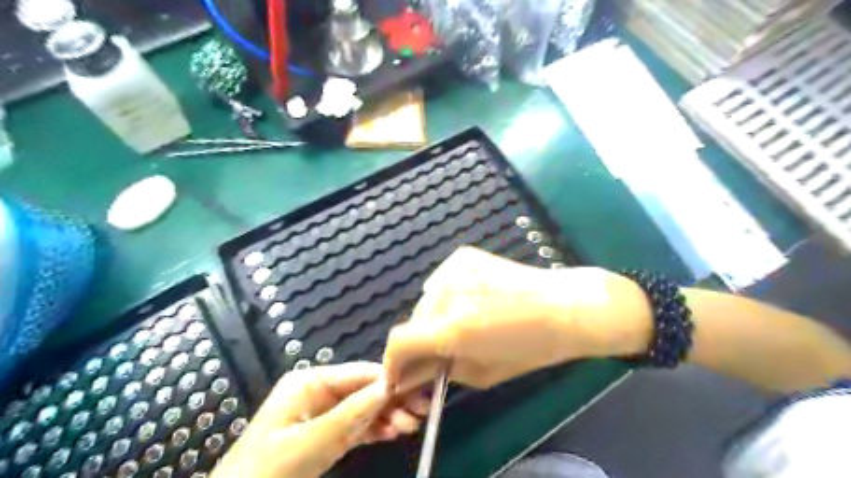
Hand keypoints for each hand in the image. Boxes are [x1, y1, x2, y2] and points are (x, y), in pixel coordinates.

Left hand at [210, 363, 429, 476]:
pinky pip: (356, 425)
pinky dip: (375, 429)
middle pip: (364, 390)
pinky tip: (394, 432)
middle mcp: (318, 392)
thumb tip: (388, 387)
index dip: (390, 380)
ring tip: (412, 425)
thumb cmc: (268, 472)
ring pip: (363, 408)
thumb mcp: (310, 443)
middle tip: (422, 411)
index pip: (359, 374)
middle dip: (392, 400)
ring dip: (387, 415)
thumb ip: (351, 414)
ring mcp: (322, 413)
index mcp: (310, 382)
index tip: (419, 389)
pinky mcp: (325, 433)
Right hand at [382, 248, 648, 389]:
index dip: (392, 361)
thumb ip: (438, 371)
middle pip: (413, 320)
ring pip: (426, 300)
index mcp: (454, 327)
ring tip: (462, 324)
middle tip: (440, 351)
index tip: (398, 373)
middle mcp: (448, 292)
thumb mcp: (483, 372)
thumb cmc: (532, 348)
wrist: (565, 305)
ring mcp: (455, 267)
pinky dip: (447, 296)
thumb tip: (407, 374)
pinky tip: (471, 301)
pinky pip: (441, 281)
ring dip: (434, 318)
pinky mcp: (463, 255)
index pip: (399, 341)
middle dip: (419, 341)